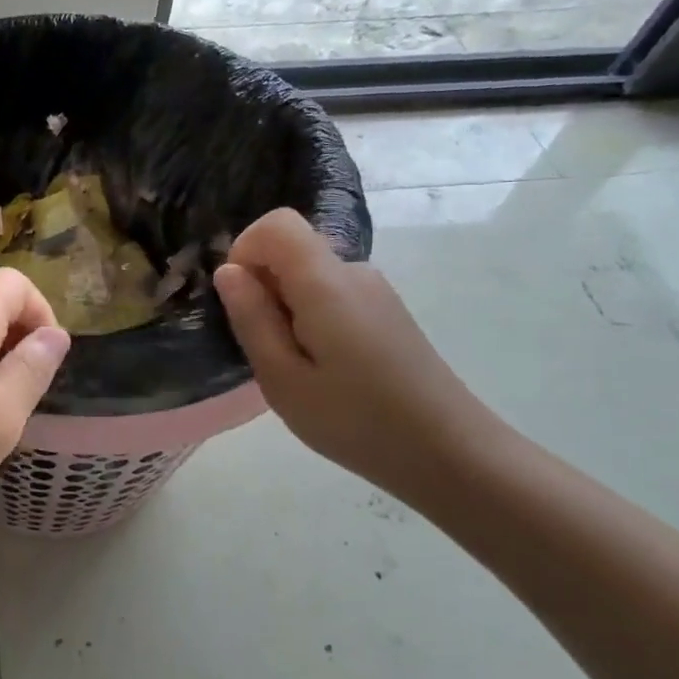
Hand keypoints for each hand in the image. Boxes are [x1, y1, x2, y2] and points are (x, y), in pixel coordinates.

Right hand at [213, 207, 498, 495]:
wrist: (450, 454)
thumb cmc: (355, 421)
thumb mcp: (283, 379)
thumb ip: (252, 318)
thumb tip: (228, 271)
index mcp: (326, 282)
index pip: (276, 224)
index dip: (244, 251)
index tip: (239, 302)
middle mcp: (354, 273)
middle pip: (292, 250)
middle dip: (263, 289)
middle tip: (266, 352)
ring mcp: (375, 292)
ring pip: (310, 277)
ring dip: (286, 310)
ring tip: (296, 371)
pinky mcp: (386, 313)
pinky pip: (332, 297)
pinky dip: (311, 321)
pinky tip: (324, 372)